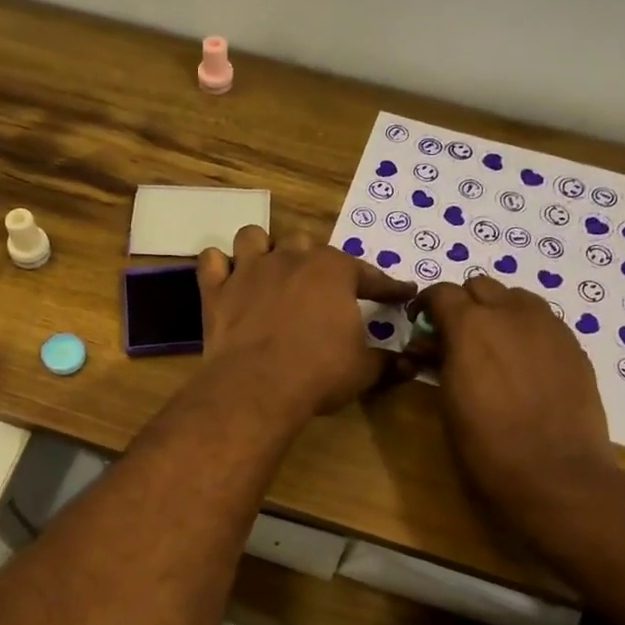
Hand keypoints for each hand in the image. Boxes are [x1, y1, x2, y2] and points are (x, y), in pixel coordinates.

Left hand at [196, 226, 413, 421]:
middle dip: (315, 263)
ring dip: (263, 250)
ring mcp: (249, 269)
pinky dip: (218, 267)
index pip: (369, 274)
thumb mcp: (363, 371)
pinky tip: (225, 278)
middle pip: (306, 245)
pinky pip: (211, 261)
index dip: (387, 287)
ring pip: (254, 237)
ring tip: (268, 270)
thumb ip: (389, 362)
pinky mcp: (216, 289)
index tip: (401, 293)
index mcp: (333, 271)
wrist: (257, 387)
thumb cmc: (318, 373)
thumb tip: (413, 364)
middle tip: (320, 289)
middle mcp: (291, 258)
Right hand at [412, 276, 615, 517]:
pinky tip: (524, 364)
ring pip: (517, 297)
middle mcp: (511, 313)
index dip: (426, 305)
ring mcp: (549, 326)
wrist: (555, 474)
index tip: (420, 325)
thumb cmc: (486, 447)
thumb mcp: (447, 400)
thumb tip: (432, 344)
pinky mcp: (574, 346)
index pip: (441, 292)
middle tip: (454, 336)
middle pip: (481, 286)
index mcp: (470, 325)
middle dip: (463, 304)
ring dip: (498, 311)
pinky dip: (526, 330)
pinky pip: (544, 321)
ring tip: (492, 346)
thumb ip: (439, 360)